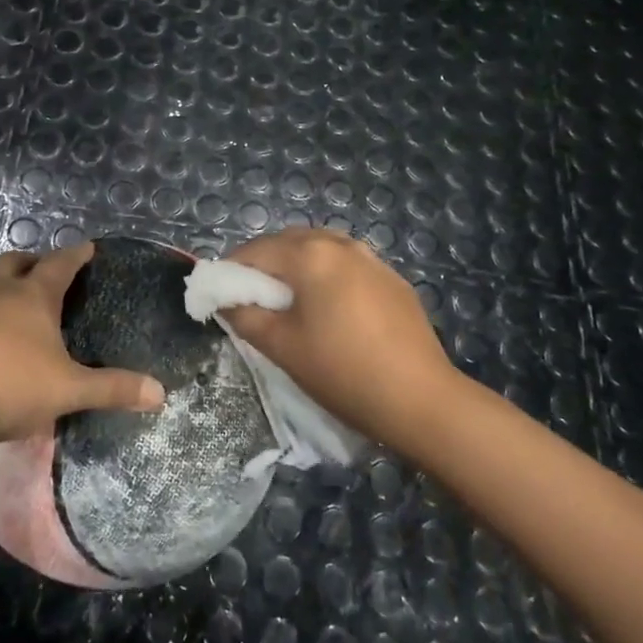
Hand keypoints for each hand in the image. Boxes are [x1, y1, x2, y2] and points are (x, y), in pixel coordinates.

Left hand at [0, 242, 165, 445]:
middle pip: (13, 264)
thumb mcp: (67, 390)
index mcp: (33, 298)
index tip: (86, 247)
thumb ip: (112, 390)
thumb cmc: (9, 383)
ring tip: (7, 323)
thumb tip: (161, 393)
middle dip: (29, 262)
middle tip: (40, 269)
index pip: (59, 265)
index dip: (75, 255)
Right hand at [222, 228, 458, 444]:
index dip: (231, 270)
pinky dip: (327, 276)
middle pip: (288, 242)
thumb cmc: (342, 372)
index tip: (221, 295)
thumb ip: (245, 316)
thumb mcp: (282, 347)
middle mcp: (341, 244)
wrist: (421, 399)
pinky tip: (331, 310)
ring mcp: (372, 259)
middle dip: (264, 264)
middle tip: (253, 300)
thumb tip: (226, 300)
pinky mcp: (393, 279)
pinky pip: (347, 265)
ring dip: (297, 267)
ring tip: (291, 304)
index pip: (255, 250)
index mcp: (310, 255)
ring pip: (320, 250)